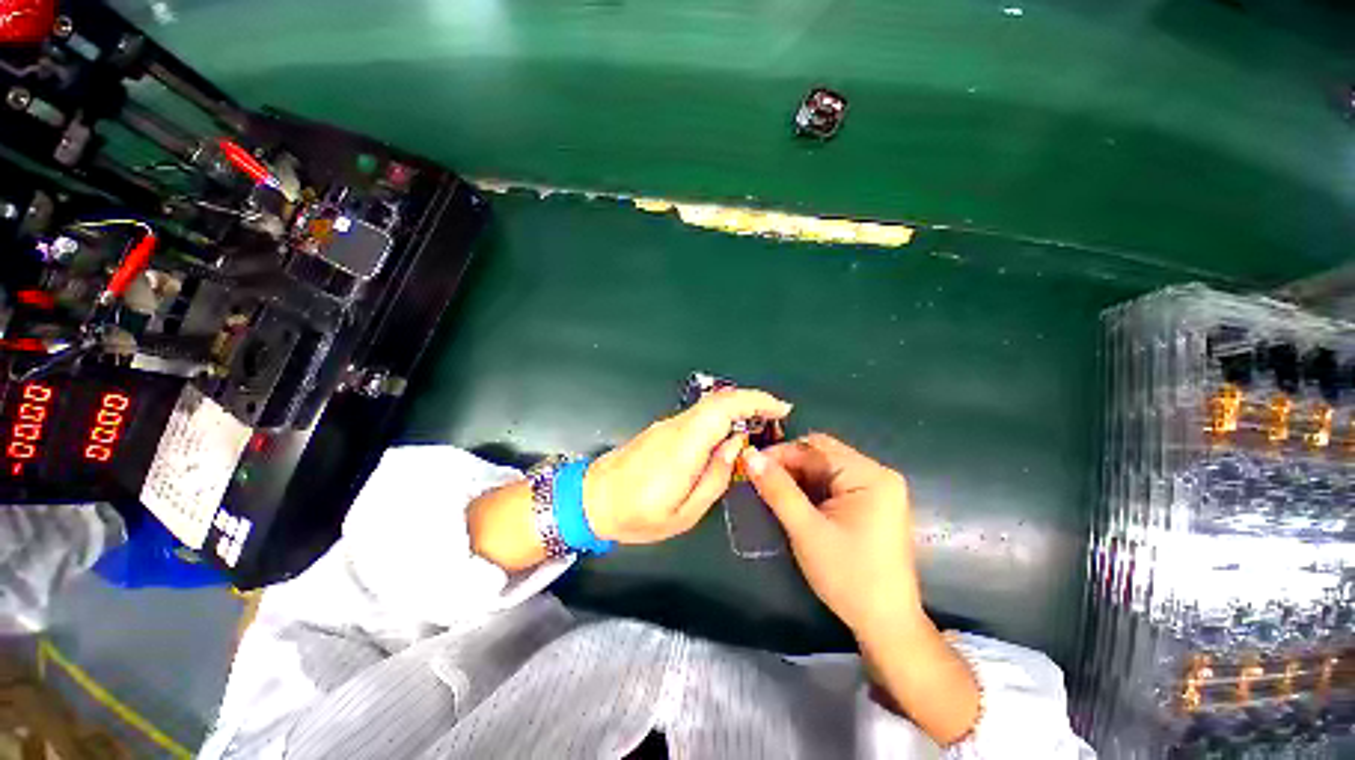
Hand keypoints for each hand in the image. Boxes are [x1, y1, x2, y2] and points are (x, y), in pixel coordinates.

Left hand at [584, 389, 792, 543]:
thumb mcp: (685, 512)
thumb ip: (716, 476)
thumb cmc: (638, 515)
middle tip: (776, 419)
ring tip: (760, 428)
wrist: (592, 499)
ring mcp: (668, 425)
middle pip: (719, 400)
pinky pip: (699, 416)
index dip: (755, 401)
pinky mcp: (663, 429)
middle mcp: (676, 426)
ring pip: (710, 406)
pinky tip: (730, 435)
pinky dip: (722, 417)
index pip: (723, 408)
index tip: (781, 408)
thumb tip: (736, 443)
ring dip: (738, 409)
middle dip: (752, 402)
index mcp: (683, 446)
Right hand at [744, 434, 980, 745]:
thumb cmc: (848, 577)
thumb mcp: (806, 531)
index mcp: (870, 476)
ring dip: (797, 477)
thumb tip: (749, 455)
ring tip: (771, 491)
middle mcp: (878, 474)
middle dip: (788, 465)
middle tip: (758, 480)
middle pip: (822, 455)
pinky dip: (811, 489)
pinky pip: (834, 484)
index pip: (816, 447)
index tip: (751, 465)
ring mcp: (877, 490)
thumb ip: (777, 489)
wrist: (886, 625)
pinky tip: (793, 501)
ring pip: (825, 469)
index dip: (781, 452)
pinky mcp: (872, 504)